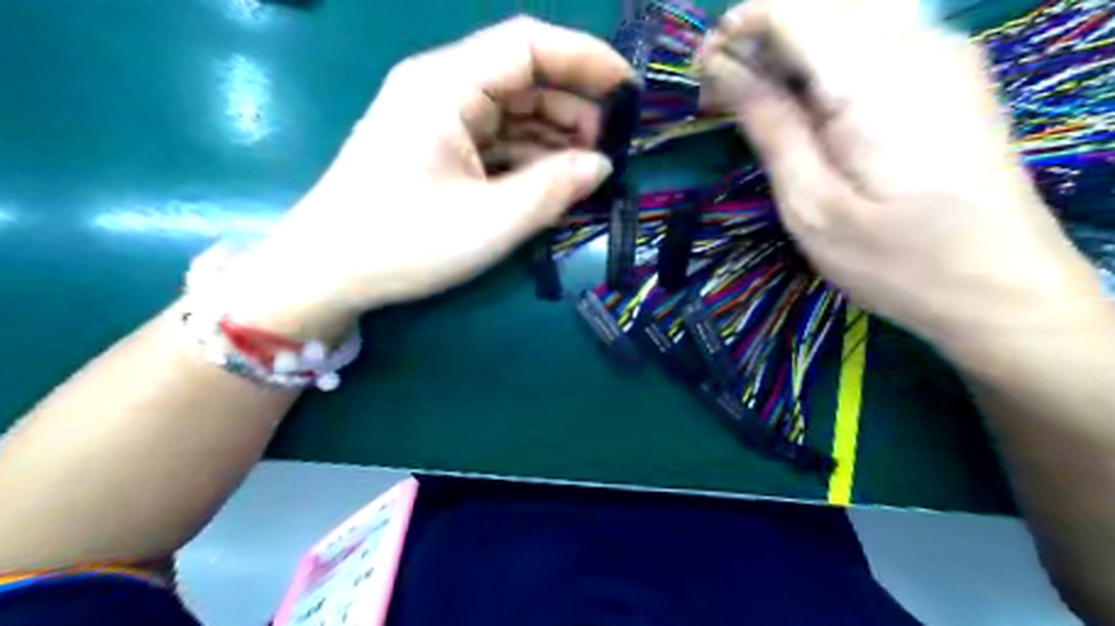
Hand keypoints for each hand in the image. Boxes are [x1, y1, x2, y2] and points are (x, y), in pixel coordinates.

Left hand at [223, 18, 629, 339]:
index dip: (586, 59)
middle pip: (522, 77)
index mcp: (446, 85)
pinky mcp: (436, 148)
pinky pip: (494, 139)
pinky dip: (527, 157)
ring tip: (587, 171)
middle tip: (610, 149)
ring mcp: (436, 119)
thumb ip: (555, 188)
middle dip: (573, 107)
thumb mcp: (491, 221)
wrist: (327, 272)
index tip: (629, 91)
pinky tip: (551, 181)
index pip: (528, 44)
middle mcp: (440, 87)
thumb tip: (601, 166)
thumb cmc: (404, 243)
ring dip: (553, 136)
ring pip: (511, 111)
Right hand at [700, 0, 1100, 350]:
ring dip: (791, 47)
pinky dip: (826, 59)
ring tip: (762, 102)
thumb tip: (725, 69)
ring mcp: (941, 51)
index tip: (702, 75)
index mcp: (873, 77)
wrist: (999, 286)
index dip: (735, 28)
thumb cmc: (893, 259)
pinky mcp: (948, 72)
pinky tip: (811, 107)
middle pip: (819, 3)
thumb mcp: (810, 204)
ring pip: (847, 14)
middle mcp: (915, 42)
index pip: (791, 6)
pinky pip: (875, 37)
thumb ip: (769, 125)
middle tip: (726, 96)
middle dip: (760, 37)